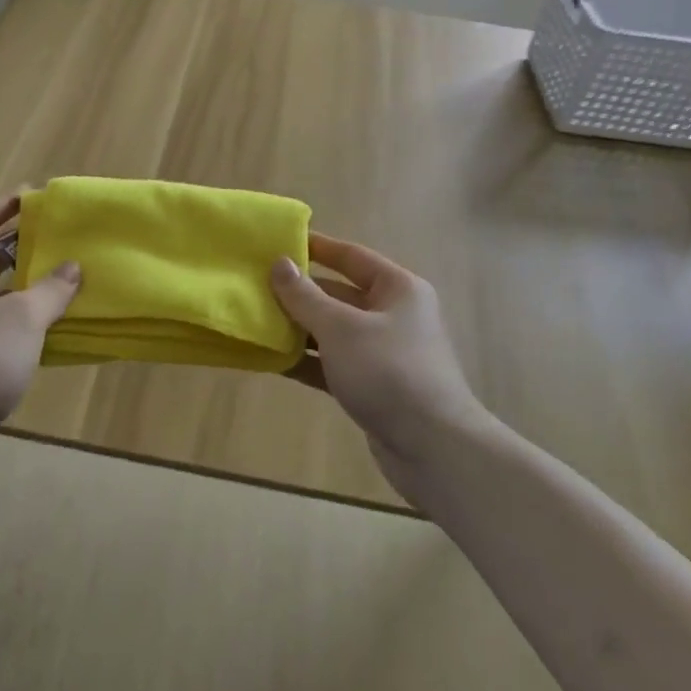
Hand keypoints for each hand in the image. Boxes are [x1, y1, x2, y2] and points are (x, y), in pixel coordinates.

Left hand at [0, 194, 80, 488]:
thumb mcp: (19, 321)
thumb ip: (49, 291)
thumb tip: (72, 266)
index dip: (8, 204)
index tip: (39, 195)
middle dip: (23, 244)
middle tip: (62, 239)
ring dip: (24, 285)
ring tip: (65, 279)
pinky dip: (18, 320)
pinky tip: (48, 328)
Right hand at [270, 233, 494, 497]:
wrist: (433, 448)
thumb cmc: (388, 371)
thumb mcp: (340, 328)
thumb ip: (305, 296)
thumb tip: (279, 263)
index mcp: (397, 288)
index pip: (351, 256)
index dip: (316, 247)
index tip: (279, 241)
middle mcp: (394, 315)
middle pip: (339, 294)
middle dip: (300, 292)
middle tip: (256, 285)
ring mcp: (384, 353)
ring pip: (334, 331)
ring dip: (299, 328)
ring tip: (256, 320)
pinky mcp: (374, 386)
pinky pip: (334, 363)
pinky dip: (308, 360)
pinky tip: (273, 360)